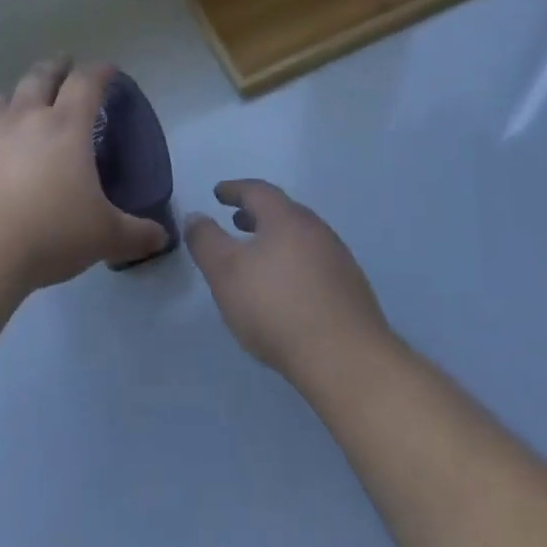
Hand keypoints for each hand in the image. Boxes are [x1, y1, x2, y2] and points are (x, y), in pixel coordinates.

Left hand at [0, 57, 169, 291]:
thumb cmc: (48, 234)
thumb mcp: (103, 237)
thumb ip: (135, 234)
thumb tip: (161, 237)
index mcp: (66, 127)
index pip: (86, 83)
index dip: (99, 71)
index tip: (108, 69)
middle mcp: (23, 119)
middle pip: (40, 77)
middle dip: (55, 67)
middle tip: (63, 64)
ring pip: (0, 100)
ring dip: (14, 96)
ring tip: (20, 104)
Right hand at [185, 180, 392, 385]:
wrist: (345, 358)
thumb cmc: (276, 307)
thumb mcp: (226, 273)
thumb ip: (206, 241)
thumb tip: (196, 216)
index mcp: (286, 218)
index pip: (258, 191)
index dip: (234, 189)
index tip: (218, 193)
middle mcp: (316, 230)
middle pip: (283, 211)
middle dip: (256, 213)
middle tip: (236, 221)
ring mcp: (338, 258)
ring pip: (300, 237)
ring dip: (276, 238)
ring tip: (258, 256)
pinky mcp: (350, 288)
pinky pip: (314, 262)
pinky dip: (293, 262)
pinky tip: (286, 289)